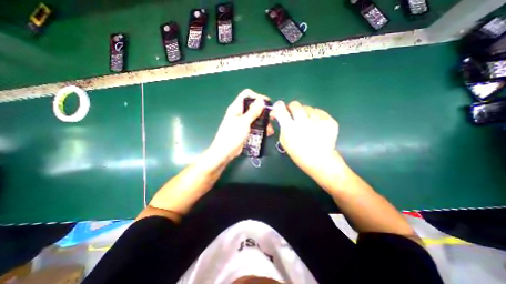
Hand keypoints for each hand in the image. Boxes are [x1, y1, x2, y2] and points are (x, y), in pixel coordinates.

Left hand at [208, 89, 274, 164]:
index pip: (247, 94)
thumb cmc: (232, 136)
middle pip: (253, 106)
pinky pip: (254, 125)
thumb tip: (261, 100)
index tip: (266, 103)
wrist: (225, 152)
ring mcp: (242, 121)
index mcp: (236, 107)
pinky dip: (260, 127)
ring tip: (270, 128)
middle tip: (272, 117)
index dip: (257, 96)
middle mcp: (239, 112)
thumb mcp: (244, 122)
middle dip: (263, 111)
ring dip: (263, 121)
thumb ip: (253, 111)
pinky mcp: (244, 129)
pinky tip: (266, 132)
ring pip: (255, 116)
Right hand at [271, 100, 336, 176]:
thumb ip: (281, 126)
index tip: (279, 108)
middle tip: (293, 115)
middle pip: (295, 104)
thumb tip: (276, 113)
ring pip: (308, 107)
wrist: (320, 161)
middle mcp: (304, 122)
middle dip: (292, 108)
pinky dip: (315, 116)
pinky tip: (316, 126)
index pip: (281, 109)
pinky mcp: (330, 120)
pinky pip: (318, 112)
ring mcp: (318, 120)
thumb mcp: (284, 141)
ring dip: (305, 113)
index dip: (279, 106)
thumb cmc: (299, 153)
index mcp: (290, 129)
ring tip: (308, 124)